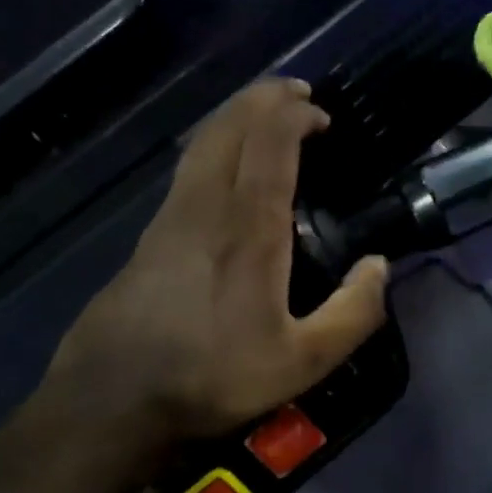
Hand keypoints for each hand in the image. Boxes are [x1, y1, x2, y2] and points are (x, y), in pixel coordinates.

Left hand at [44, 79, 388, 445]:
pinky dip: (215, 146)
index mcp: (248, 227)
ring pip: (202, 142)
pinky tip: (226, 169)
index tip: (318, 114)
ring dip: (235, 117)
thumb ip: (352, 313)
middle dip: (263, 99)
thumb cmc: (212, 376)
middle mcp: (206, 206)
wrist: (113, 398)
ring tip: (264, 118)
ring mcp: (169, 216)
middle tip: (294, 94)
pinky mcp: (149, 234)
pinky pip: (187, 168)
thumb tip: (379, 266)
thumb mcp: (302, 363)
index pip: (270, 143)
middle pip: (230, 126)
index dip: (294, 115)